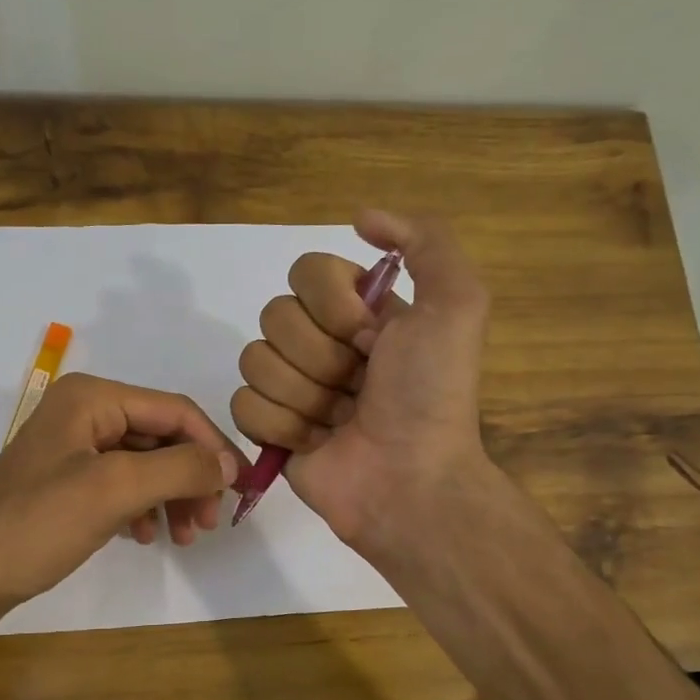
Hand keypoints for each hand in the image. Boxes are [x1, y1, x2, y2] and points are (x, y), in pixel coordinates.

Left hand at [0, 372, 243, 621]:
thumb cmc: (38, 524)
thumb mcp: (114, 490)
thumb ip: (179, 469)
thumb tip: (228, 464)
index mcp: (92, 398)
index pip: (175, 411)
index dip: (214, 447)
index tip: (241, 489)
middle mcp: (84, 413)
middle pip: (162, 437)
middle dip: (191, 478)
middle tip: (209, 522)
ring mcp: (73, 449)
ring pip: (145, 464)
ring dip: (171, 497)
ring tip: (185, 537)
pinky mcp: (67, 483)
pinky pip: (122, 486)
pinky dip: (143, 508)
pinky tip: (146, 536)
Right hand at [230, 208, 492, 553]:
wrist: (408, 480)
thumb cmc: (430, 395)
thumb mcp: (457, 305)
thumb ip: (425, 242)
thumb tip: (360, 218)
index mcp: (358, 311)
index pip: (306, 272)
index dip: (333, 306)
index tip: (370, 338)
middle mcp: (321, 342)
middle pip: (275, 316)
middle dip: (321, 357)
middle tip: (357, 387)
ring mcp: (292, 386)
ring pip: (255, 361)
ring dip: (304, 395)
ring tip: (339, 420)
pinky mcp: (269, 429)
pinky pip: (242, 405)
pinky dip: (281, 426)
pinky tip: (314, 443)